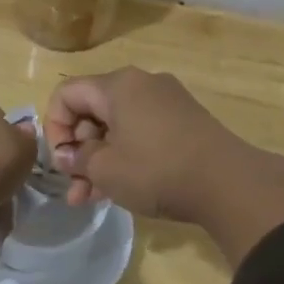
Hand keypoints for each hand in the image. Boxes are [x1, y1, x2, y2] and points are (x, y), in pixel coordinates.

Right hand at [44, 68, 283, 263]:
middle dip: (78, 151)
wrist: (229, 183)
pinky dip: (125, 157)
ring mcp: (166, 103)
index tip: (62, 161)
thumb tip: (68, 156)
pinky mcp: (184, 123)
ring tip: (89, 199)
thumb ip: (78, 159)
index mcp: (118, 85)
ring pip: (117, 128)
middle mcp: (142, 84)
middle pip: (92, 111)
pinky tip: (118, 190)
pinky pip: (141, 134)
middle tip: (75, 187)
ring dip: (99, 160)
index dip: (54, 128)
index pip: (67, 94)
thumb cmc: (156, 170)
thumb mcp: (105, 169)